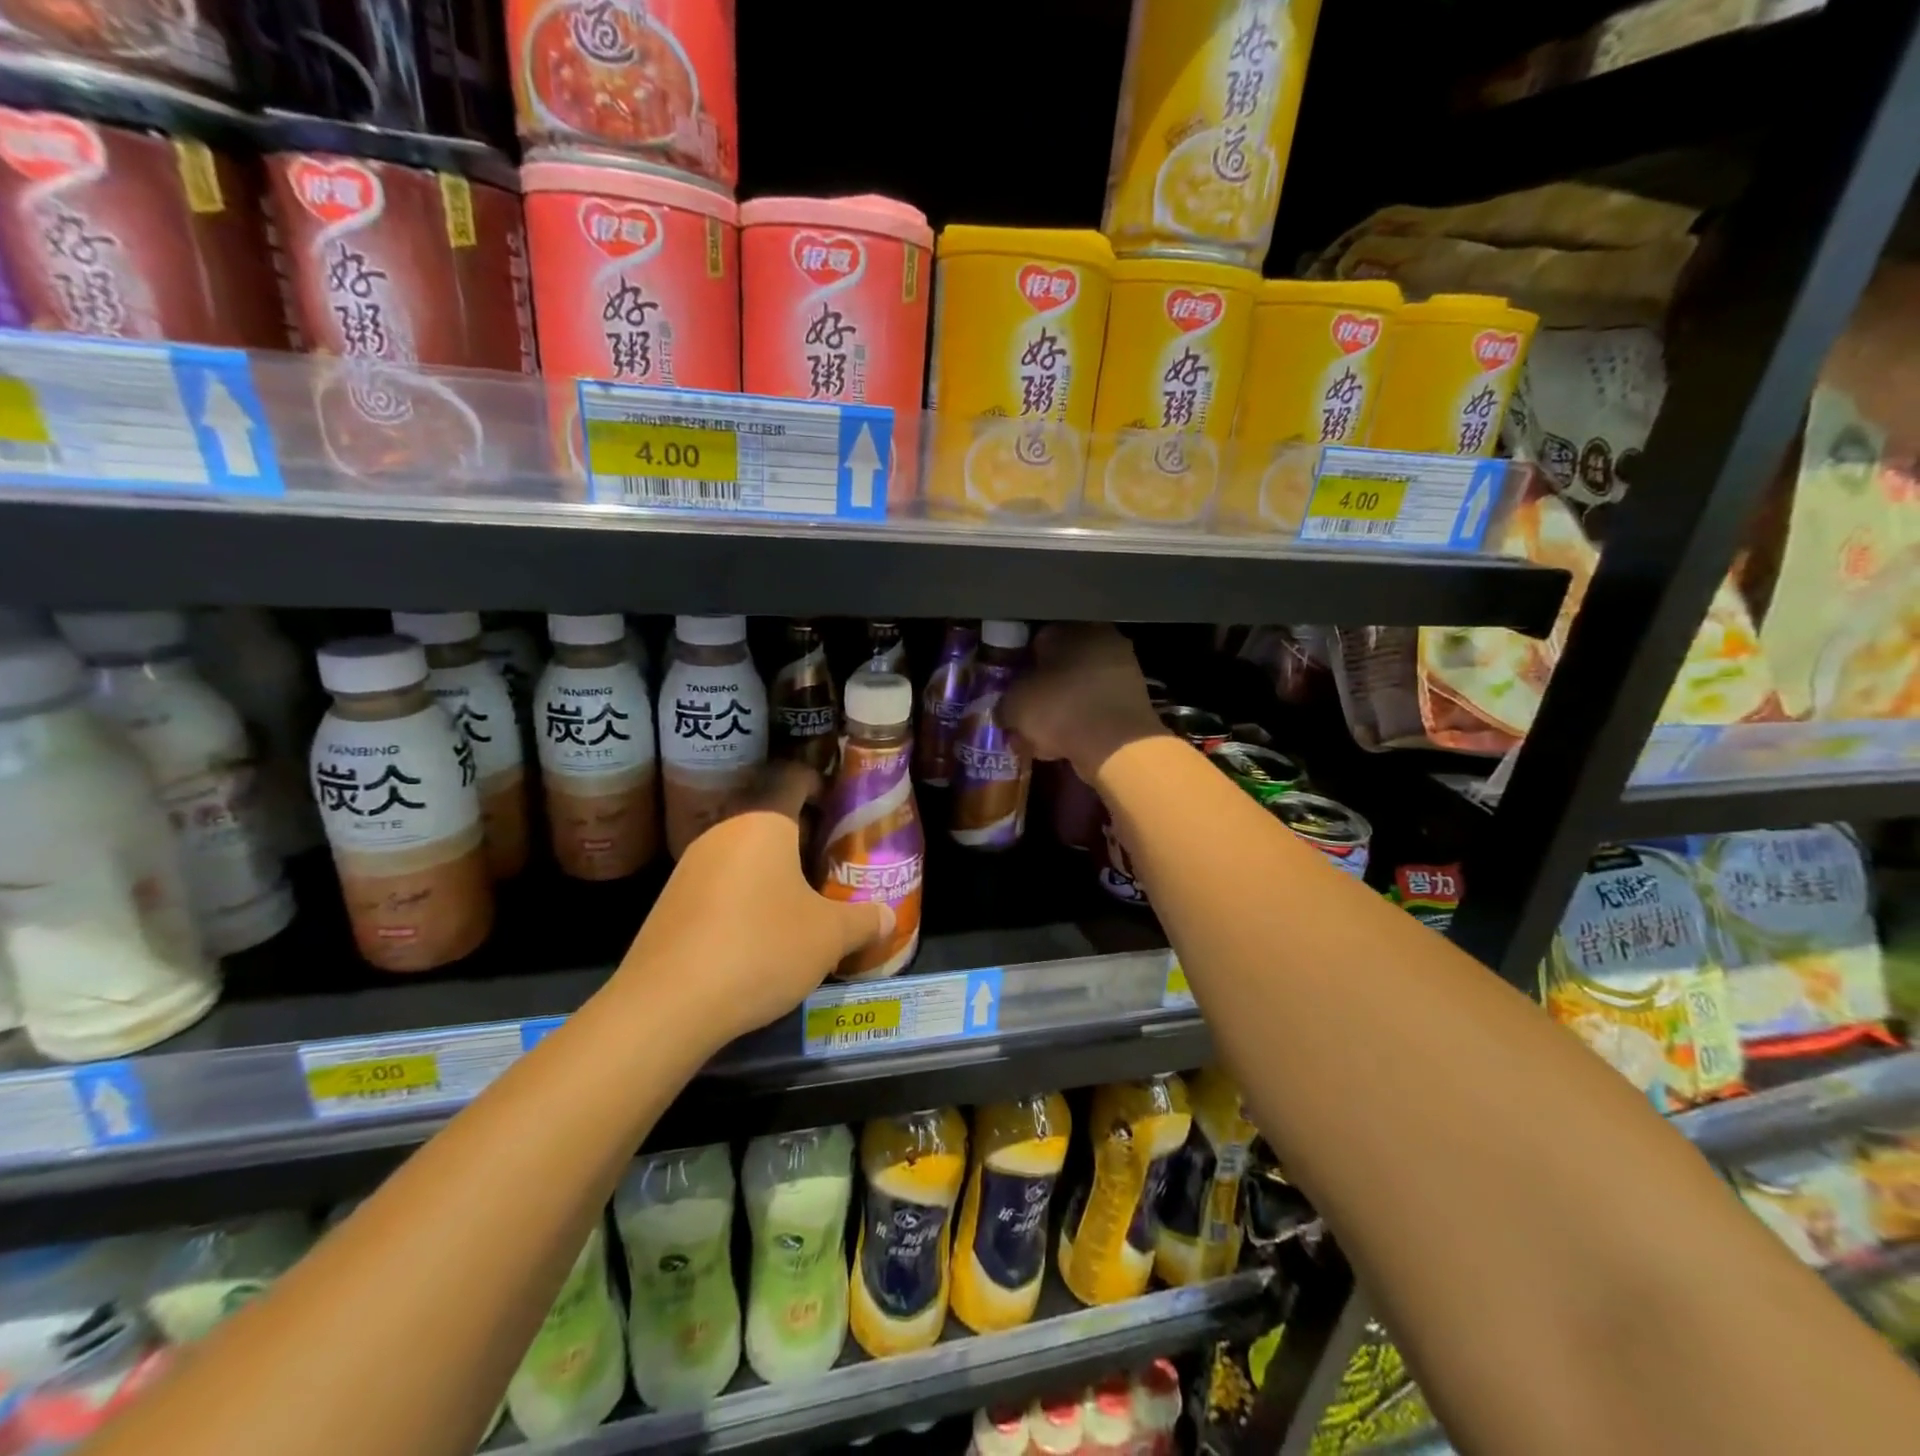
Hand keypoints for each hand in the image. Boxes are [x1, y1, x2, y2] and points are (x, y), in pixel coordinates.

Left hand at [614, 761, 893, 1046]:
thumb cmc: (761, 949)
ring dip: (772, 868)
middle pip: (768, 818)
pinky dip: (744, 895)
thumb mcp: (829, 937)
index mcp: (764, 824)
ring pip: (742, 853)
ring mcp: (690, 867)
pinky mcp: (670, 902)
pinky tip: (758, 933)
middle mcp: (723, 833)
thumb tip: (889, 917)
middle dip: (801, 836)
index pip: (793, 780)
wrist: (667, 1005)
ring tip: (800, 901)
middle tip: (831, 863)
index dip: (819, 784)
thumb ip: (864, 921)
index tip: (840, 806)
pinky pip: (719, 883)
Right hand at [1003, 624, 1165, 779]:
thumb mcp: (1014, 707)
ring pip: (1080, 684)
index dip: (1020, 665)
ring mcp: (1123, 665)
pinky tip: (1068, 739)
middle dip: (1044, 684)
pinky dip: (1084, 718)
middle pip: (1061, 661)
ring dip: (1064, 703)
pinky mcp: (1136, 696)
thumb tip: (1004, 710)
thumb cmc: (1059, 710)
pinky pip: (1098, 704)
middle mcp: (1099, 637)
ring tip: (1045, 731)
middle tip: (1028, 708)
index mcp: (1068, 628)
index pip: (1035, 639)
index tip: (1011, 686)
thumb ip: (1004, 702)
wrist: (1116, 744)